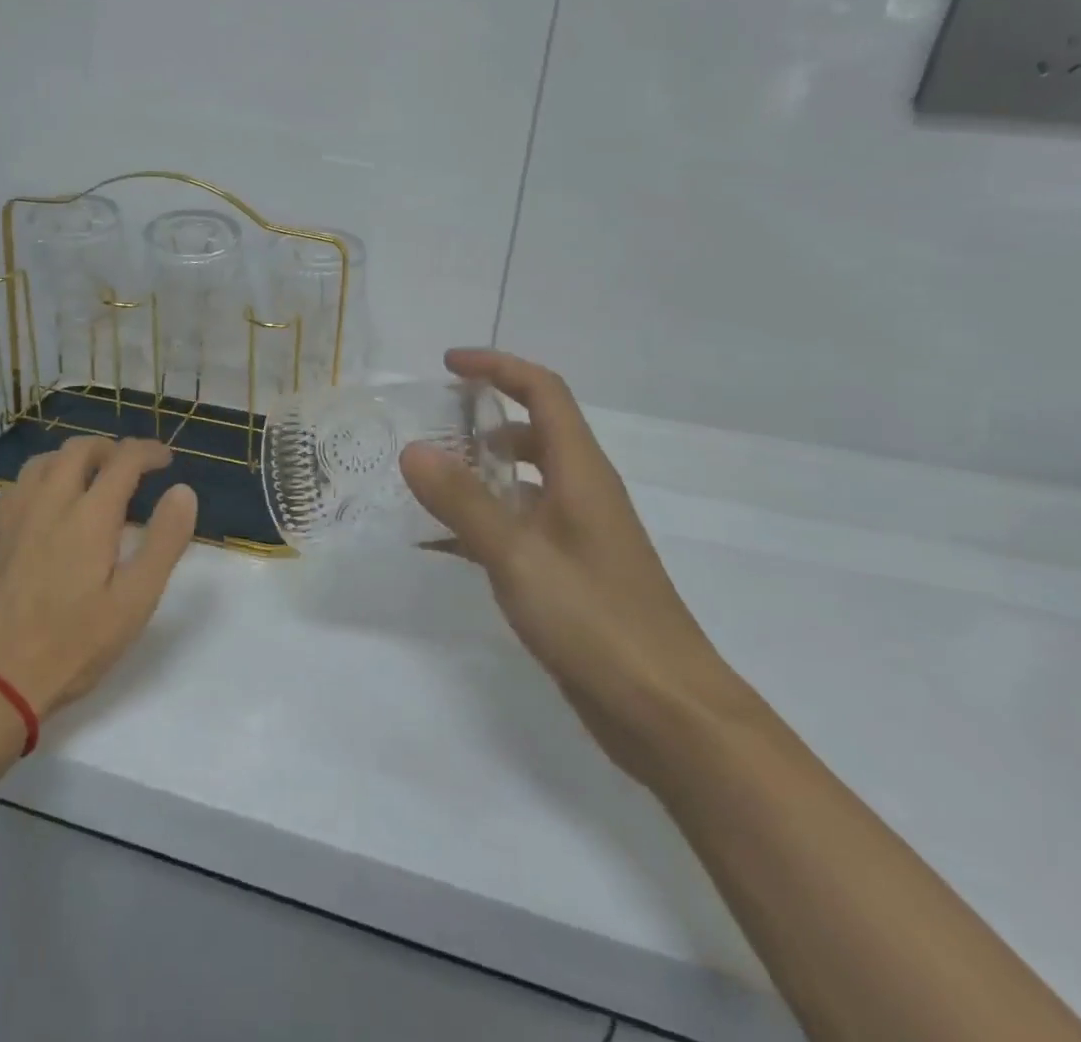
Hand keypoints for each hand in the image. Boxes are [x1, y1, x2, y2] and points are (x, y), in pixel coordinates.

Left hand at [0, 436, 197, 720]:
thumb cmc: (73, 643)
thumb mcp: (135, 601)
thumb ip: (164, 541)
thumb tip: (182, 491)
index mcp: (89, 515)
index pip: (123, 459)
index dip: (149, 451)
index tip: (166, 460)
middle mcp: (49, 500)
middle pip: (80, 448)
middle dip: (111, 448)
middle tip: (132, 466)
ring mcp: (14, 513)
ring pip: (45, 459)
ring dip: (75, 457)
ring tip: (92, 478)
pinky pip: (20, 482)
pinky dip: (45, 476)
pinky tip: (50, 504)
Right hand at [401, 349, 754, 780]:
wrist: (667, 713)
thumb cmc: (597, 621)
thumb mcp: (518, 556)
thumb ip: (463, 501)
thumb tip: (413, 449)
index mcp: (581, 472)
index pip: (543, 391)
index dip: (498, 367)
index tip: (448, 365)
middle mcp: (583, 493)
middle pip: (535, 431)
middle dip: (484, 418)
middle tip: (431, 427)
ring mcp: (579, 535)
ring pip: (524, 482)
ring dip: (480, 472)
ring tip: (427, 482)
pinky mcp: (571, 573)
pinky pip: (519, 527)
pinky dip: (483, 522)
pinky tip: (442, 544)